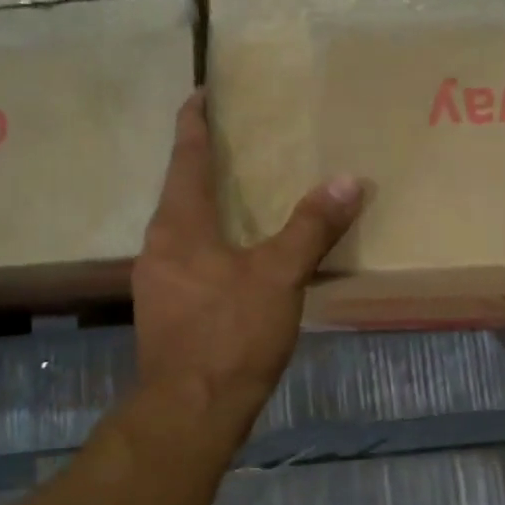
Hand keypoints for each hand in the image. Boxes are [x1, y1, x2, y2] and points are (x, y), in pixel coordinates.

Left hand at [134, 91, 364, 425]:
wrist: (190, 411)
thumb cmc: (231, 334)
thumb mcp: (279, 276)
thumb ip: (311, 227)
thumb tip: (348, 180)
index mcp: (180, 225)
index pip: (185, 158)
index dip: (193, 123)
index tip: (199, 93)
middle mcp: (158, 245)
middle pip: (178, 190)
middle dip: (200, 162)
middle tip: (232, 142)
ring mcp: (156, 280)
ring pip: (180, 226)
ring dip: (204, 205)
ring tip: (236, 194)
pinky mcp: (164, 309)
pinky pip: (185, 257)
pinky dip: (207, 241)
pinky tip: (232, 255)